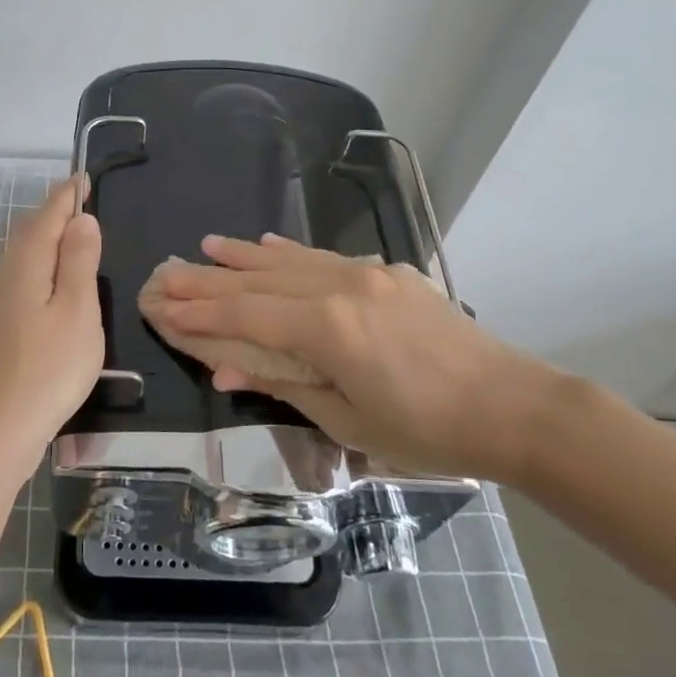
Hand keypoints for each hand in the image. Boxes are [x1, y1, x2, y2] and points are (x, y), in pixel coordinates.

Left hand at [0, 175, 103, 481]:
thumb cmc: (48, 368)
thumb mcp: (77, 310)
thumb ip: (78, 262)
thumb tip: (81, 219)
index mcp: (27, 265)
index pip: (48, 216)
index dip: (67, 196)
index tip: (83, 177)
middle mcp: (6, 277)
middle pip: (29, 233)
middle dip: (52, 213)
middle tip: (75, 200)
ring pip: (19, 258)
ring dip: (41, 240)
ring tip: (62, 235)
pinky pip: (16, 282)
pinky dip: (33, 269)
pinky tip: (31, 286)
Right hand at [138, 233, 561, 483]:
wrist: (513, 407)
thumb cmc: (428, 431)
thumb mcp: (349, 422)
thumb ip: (285, 385)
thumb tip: (225, 369)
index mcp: (328, 327)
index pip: (247, 315)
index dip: (201, 313)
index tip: (162, 306)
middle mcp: (340, 287)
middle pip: (259, 281)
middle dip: (210, 280)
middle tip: (167, 272)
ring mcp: (366, 273)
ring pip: (289, 260)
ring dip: (244, 256)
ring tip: (206, 247)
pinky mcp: (388, 273)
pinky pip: (325, 257)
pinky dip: (290, 253)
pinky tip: (268, 246)